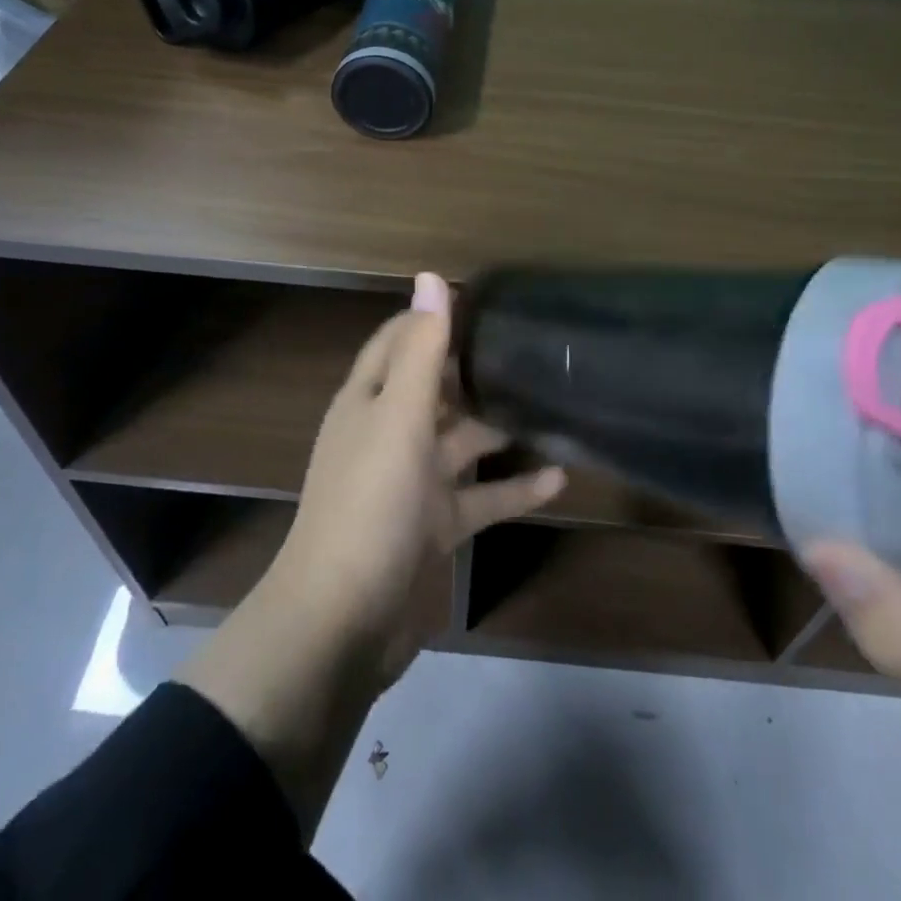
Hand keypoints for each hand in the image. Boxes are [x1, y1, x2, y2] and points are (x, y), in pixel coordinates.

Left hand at [270, 271, 567, 672]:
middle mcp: (387, 435)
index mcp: (369, 402)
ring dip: (499, 429)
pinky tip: (558, 479)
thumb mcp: (400, 418)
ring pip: (462, 443)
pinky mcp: (432, 527)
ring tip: (552, 408)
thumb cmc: (370, 504)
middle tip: (530, 351)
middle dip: (474, 371)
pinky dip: (513, 488)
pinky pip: (479, 498)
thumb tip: (430, 277)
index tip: (484, 303)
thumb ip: (422, 350)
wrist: (342, 624)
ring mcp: (410, 483)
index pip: (398, 341)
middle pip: (434, 390)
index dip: (433, 319)